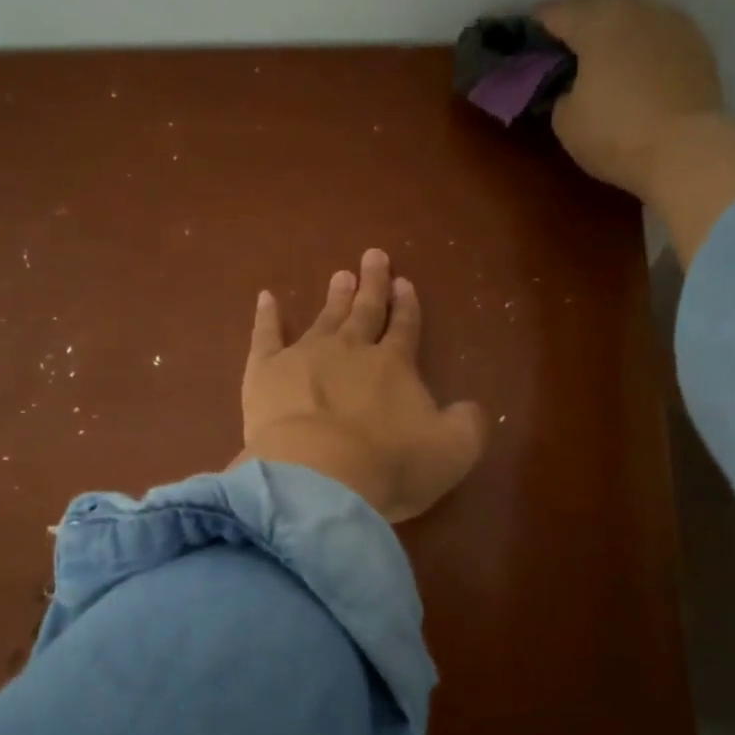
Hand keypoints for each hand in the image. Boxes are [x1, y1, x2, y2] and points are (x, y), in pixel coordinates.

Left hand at [235, 248, 486, 523]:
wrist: (318, 477)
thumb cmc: (388, 466)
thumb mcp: (452, 450)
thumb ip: (467, 423)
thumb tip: (469, 407)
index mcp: (395, 365)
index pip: (404, 327)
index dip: (406, 306)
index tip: (405, 284)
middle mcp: (351, 350)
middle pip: (365, 311)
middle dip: (373, 285)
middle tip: (374, 257)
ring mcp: (305, 356)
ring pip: (325, 318)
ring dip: (335, 296)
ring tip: (340, 275)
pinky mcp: (266, 372)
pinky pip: (265, 335)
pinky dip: (266, 316)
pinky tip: (266, 297)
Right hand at [534, 0, 724, 199]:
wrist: (687, 150)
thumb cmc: (616, 135)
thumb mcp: (566, 122)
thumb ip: (561, 93)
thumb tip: (572, 87)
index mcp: (596, 23)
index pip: (556, 12)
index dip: (537, 24)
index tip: (527, 36)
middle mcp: (635, 9)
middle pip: (597, 0)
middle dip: (576, 16)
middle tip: (563, 43)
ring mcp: (671, 21)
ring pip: (632, 10)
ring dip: (613, 25)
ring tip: (603, 51)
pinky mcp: (696, 43)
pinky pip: (658, 31)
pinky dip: (642, 41)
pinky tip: (637, 64)